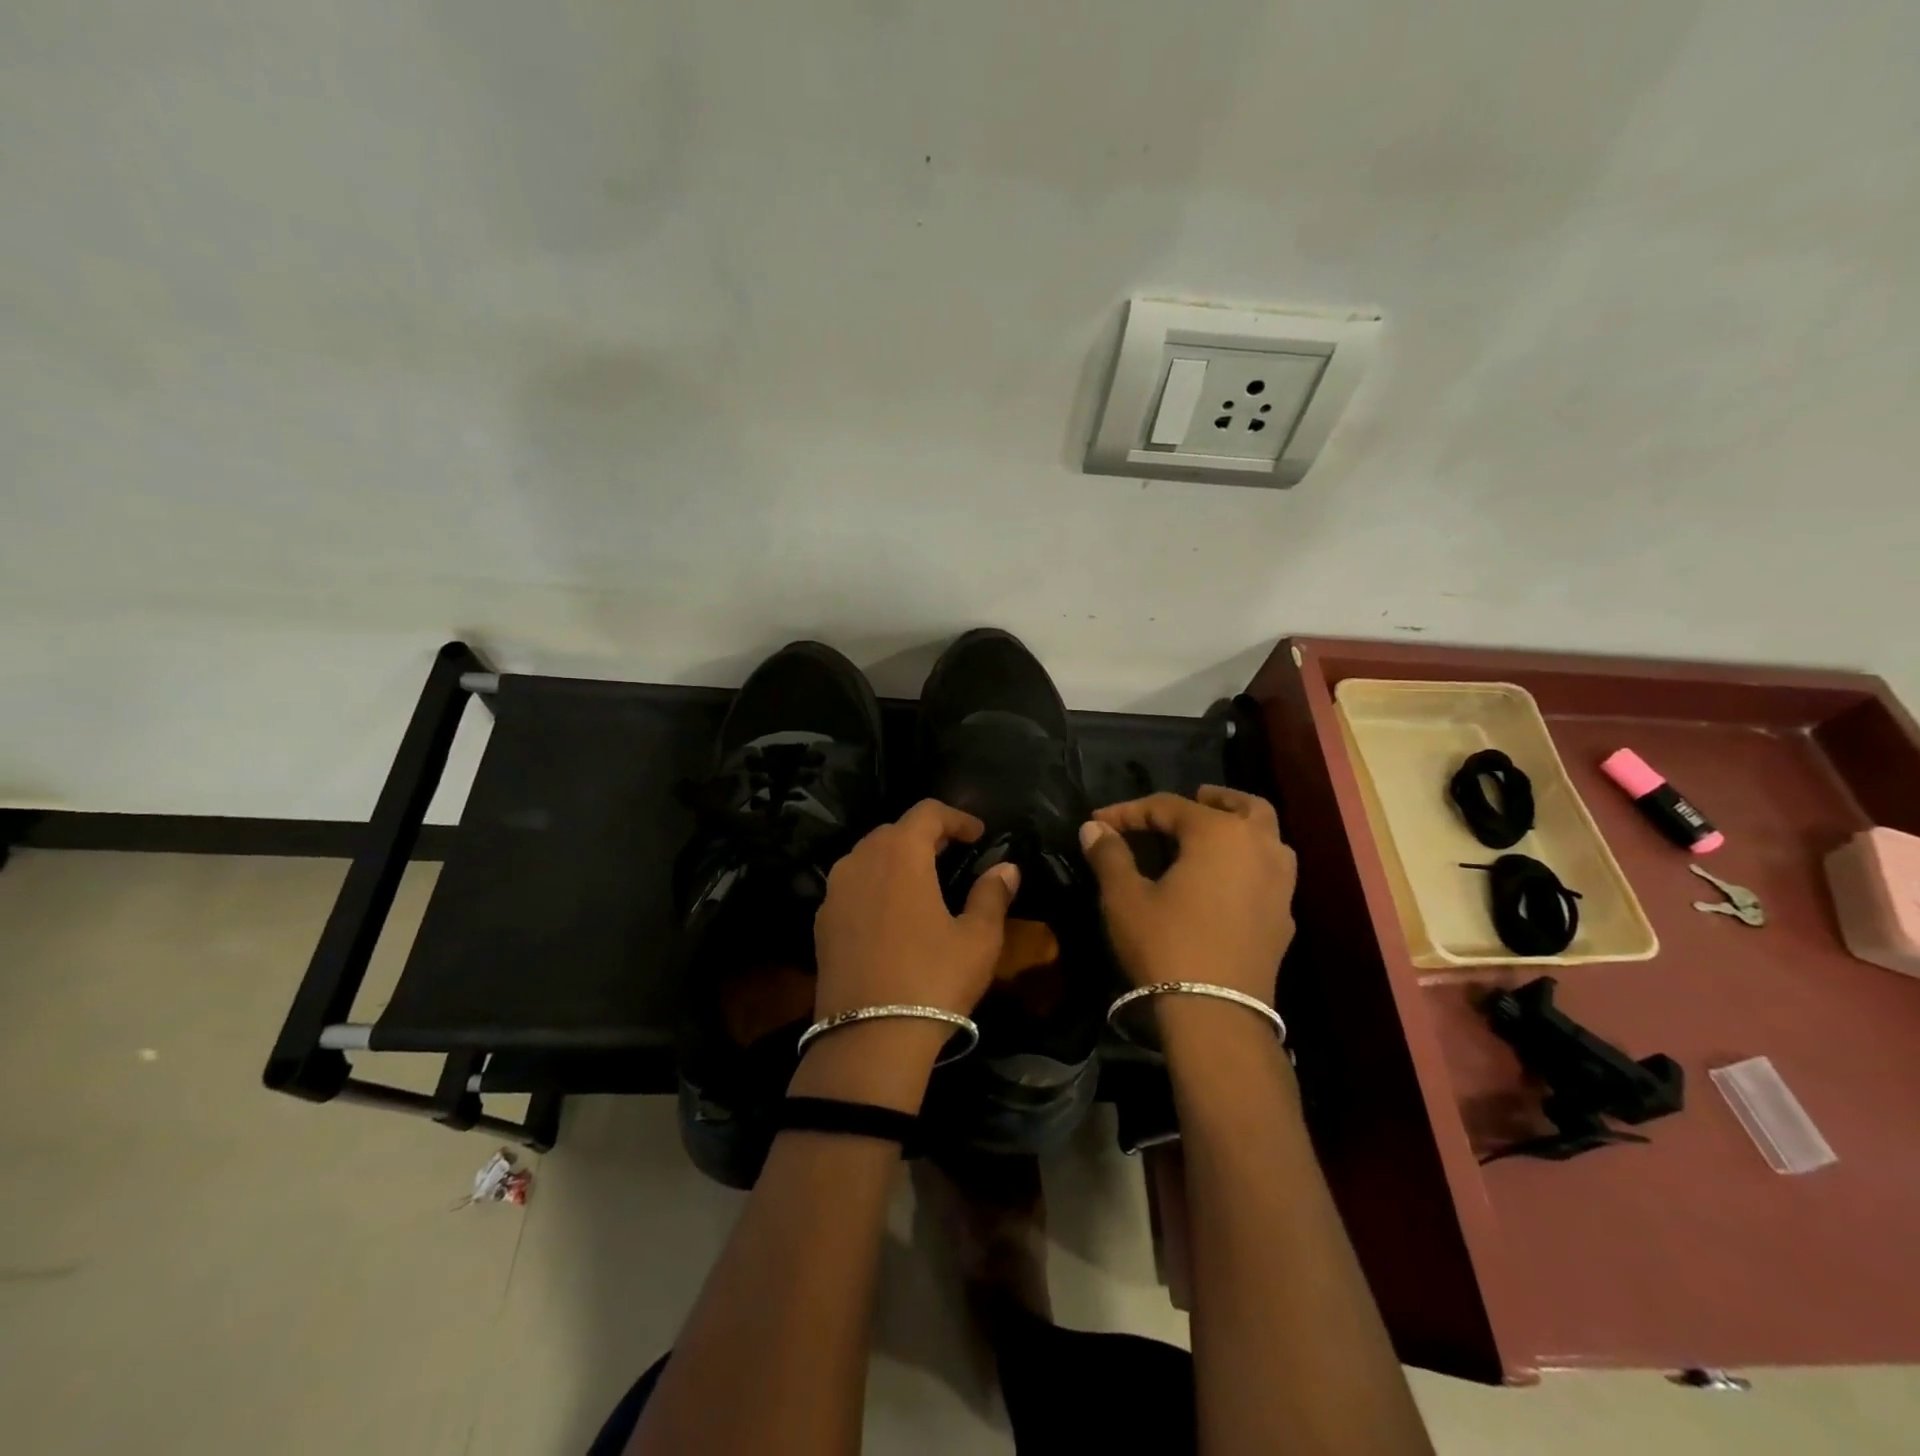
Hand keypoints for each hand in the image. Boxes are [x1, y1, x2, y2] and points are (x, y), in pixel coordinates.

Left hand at [813, 799, 1020, 1022]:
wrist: (867, 1040)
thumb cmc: (932, 980)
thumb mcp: (977, 939)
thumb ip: (992, 895)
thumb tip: (1006, 868)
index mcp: (899, 854)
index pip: (927, 812)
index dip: (957, 817)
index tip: (979, 834)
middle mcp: (860, 860)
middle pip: (894, 830)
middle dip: (926, 835)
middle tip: (954, 854)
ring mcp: (834, 891)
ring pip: (868, 856)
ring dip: (897, 858)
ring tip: (923, 880)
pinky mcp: (822, 922)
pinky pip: (852, 885)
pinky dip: (875, 884)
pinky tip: (892, 913)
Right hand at [1079, 786, 1295, 1002]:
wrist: (1216, 1014)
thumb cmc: (1166, 944)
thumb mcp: (1125, 897)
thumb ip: (1110, 855)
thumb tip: (1094, 827)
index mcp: (1219, 834)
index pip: (1169, 806)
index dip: (1130, 811)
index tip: (1099, 821)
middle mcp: (1259, 848)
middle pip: (1244, 806)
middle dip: (1215, 799)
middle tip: (1192, 800)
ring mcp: (1280, 884)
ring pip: (1268, 837)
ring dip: (1242, 828)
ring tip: (1213, 838)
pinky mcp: (1283, 917)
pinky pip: (1270, 873)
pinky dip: (1250, 863)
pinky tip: (1226, 883)